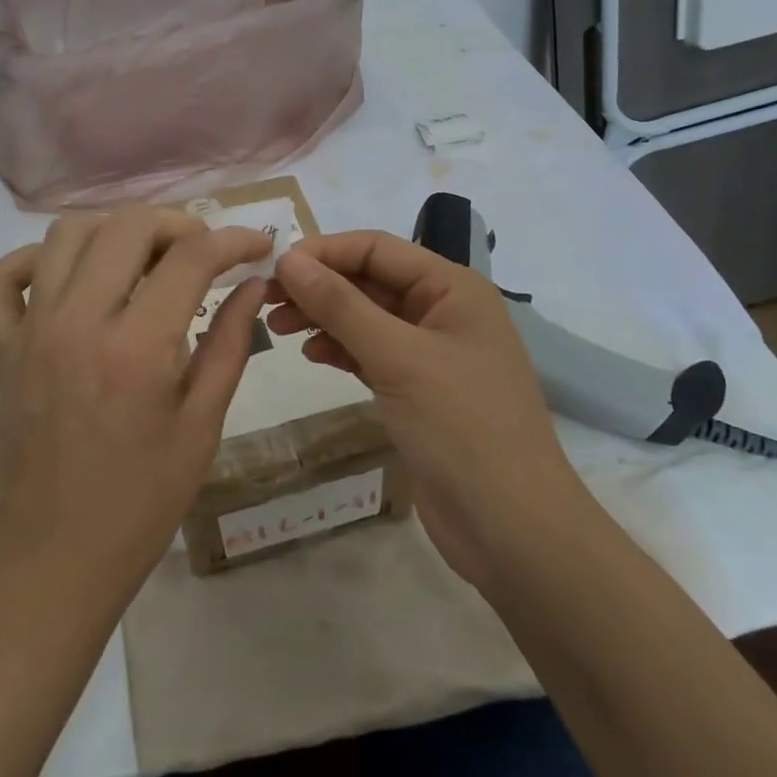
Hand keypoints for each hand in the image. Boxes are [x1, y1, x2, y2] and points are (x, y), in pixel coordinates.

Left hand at [0, 206, 270, 618]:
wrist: (53, 565)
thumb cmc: (140, 506)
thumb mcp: (201, 427)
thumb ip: (229, 344)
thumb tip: (252, 284)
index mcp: (136, 348)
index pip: (191, 258)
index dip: (234, 240)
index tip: (259, 247)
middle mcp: (76, 322)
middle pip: (127, 226)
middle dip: (178, 224)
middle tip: (205, 252)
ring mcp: (29, 332)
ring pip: (64, 236)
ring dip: (113, 230)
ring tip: (146, 258)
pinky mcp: (0, 351)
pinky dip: (30, 262)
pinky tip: (66, 279)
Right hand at [266, 231, 589, 594]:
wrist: (512, 528)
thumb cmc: (461, 427)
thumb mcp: (397, 357)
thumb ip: (341, 305)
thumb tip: (288, 260)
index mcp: (452, 287)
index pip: (376, 248)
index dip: (323, 251)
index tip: (272, 268)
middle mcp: (443, 310)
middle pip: (369, 281)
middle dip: (318, 286)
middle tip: (264, 301)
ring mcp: (431, 353)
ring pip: (366, 317)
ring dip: (323, 317)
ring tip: (278, 328)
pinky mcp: (418, 390)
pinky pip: (371, 353)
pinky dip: (340, 349)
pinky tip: (313, 355)